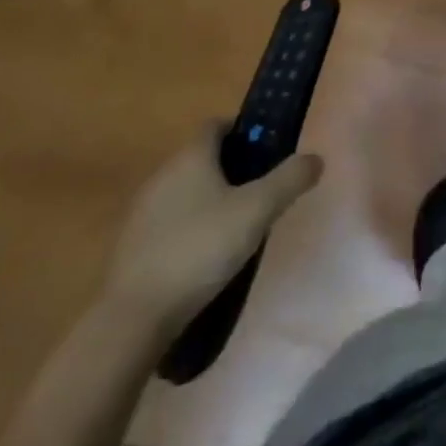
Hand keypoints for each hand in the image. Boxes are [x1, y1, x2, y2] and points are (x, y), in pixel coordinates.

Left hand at [102, 129, 323, 329]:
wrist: (132, 320)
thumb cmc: (200, 249)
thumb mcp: (257, 211)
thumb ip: (289, 180)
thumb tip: (316, 158)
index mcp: (190, 157)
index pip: (216, 126)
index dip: (241, 131)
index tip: (264, 151)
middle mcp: (161, 175)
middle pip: (200, 159)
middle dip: (229, 169)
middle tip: (258, 192)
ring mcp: (140, 214)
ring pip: (183, 192)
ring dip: (207, 201)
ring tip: (234, 228)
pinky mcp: (130, 249)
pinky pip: (167, 224)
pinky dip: (187, 230)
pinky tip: (203, 258)